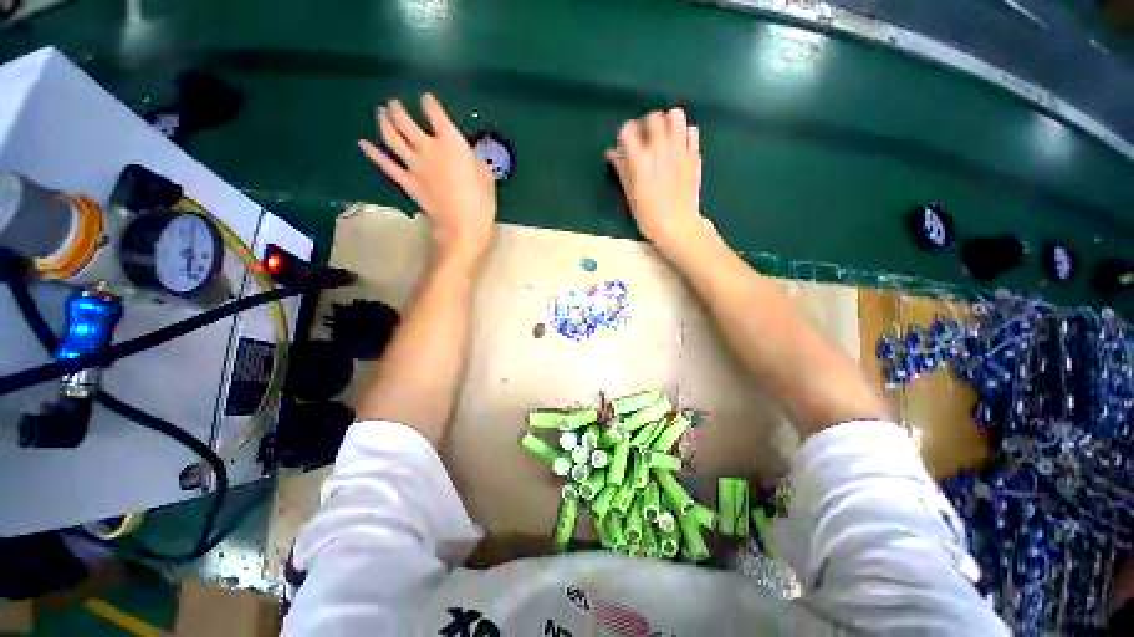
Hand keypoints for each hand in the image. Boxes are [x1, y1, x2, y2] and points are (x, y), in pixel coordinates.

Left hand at [359, 94, 496, 270]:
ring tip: (381, 113)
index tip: (427, 99)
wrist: (463, 227)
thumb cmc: (481, 203)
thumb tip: (472, 158)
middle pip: (406, 122)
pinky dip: (373, 153)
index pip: (436, 114)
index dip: (429, 104)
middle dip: (398, 109)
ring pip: (392, 137)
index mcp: (452, 143)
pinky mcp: (406, 182)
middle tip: (394, 103)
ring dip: (384, 122)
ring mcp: (414, 165)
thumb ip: (477, 163)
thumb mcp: (486, 178)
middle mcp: (429, 148)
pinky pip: (386, 164)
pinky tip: (363, 144)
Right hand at [606, 108, 710, 254]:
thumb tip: (611, 153)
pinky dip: (684, 133)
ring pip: (675, 116)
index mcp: (640, 161)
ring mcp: (680, 150)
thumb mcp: (630, 194)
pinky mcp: (694, 154)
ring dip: (667, 122)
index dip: (625, 134)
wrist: (678, 225)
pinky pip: (692, 130)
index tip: (625, 144)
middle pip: (652, 118)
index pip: (628, 130)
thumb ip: (622, 169)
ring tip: (664, 136)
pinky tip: (679, 146)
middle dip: (646, 125)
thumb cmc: (649, 215)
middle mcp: (660, 149)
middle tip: (645, 139)